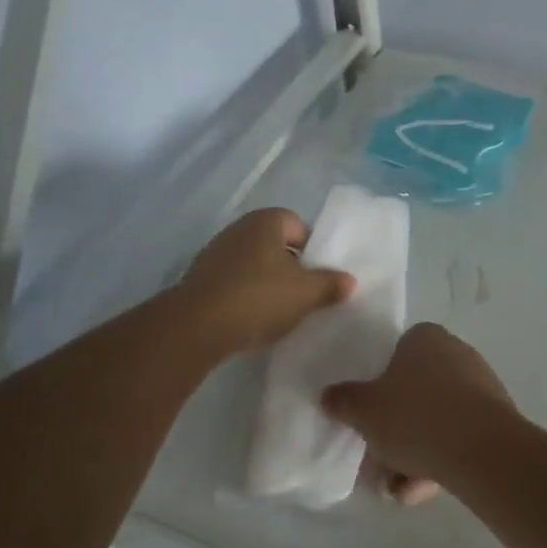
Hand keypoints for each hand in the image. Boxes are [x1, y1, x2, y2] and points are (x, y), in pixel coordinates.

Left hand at [175, 209, 353, 353]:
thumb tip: (349, 280)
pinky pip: (233, 281)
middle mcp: (239, 228)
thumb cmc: (259, 297)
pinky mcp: (199, 278)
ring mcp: (215, 252)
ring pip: (253, 263)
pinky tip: (251, 318)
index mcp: (266, 221)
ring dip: (266, 282)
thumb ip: (330, 284)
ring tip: (278, 310)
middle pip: (275, 244)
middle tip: (303, 294)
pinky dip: (244, 295)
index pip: (298, 225)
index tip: (317, 276)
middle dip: (290, 266)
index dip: (311, 249)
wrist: (196, 326)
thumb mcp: (306, 294)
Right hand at [322, 323, 516, 501]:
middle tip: (379, 464)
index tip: (368, 419)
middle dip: (395, 432)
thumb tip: (328, 395)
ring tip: (399, 491)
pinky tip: (422, 492)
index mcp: (425, 338)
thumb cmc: (415, 416)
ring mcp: (479, 385)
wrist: (481, 449)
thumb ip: (344, 401)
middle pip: (414, 393)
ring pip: (435, 420)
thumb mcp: (366, 411)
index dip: (378, 388)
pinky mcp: (495, 418)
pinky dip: (439, 460)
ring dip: (414, 455)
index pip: (395, 354)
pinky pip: (458, 436)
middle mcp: (455, 352)